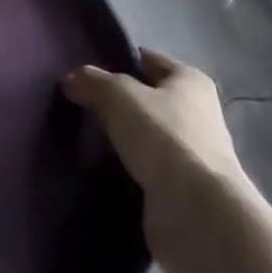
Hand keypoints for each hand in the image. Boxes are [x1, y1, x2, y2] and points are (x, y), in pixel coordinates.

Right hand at [63, 49, 251, 272]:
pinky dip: (128, 169)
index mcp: (191, 81)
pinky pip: (147, 169)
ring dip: (123, 139)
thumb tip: (72, 80)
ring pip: (146, 136)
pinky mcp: (183, 192)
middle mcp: (198, 114)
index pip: (149, 60)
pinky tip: (101, 169)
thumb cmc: (164, 136)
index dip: (120, 59)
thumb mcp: (118, 94)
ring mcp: (193, 156)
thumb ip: (92, 81)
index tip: (88, 70)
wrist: (197, 213)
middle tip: (81, 104)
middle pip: (148, 99)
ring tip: (85, 138)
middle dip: (119, 103)